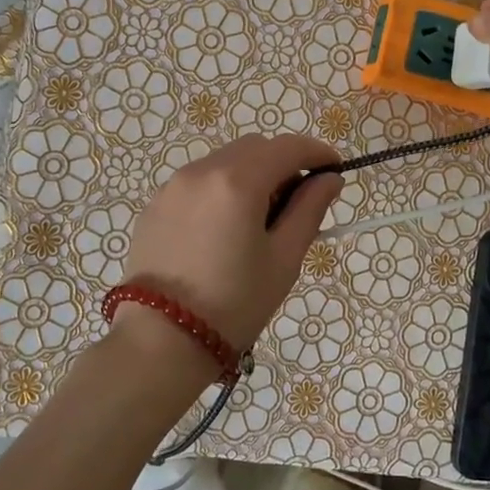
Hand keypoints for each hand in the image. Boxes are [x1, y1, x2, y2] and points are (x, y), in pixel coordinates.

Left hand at [121, 135, 343, 353]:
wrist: (159, 342)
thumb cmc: (234, 304)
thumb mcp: (283, 259)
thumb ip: (309, 210)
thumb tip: (329, 179)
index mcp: (237, 181)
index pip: (287, 147)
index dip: (316, 153)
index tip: (335, 169)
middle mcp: (201, 171)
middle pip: (254, 148)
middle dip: (282, 163)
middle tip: (297, 202)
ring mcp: (172, 186)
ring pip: (223, 162)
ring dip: (250, 175)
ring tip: (259, 220)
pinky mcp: (154, 206)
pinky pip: (198, 182)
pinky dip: (221, 189)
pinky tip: (223, 230)